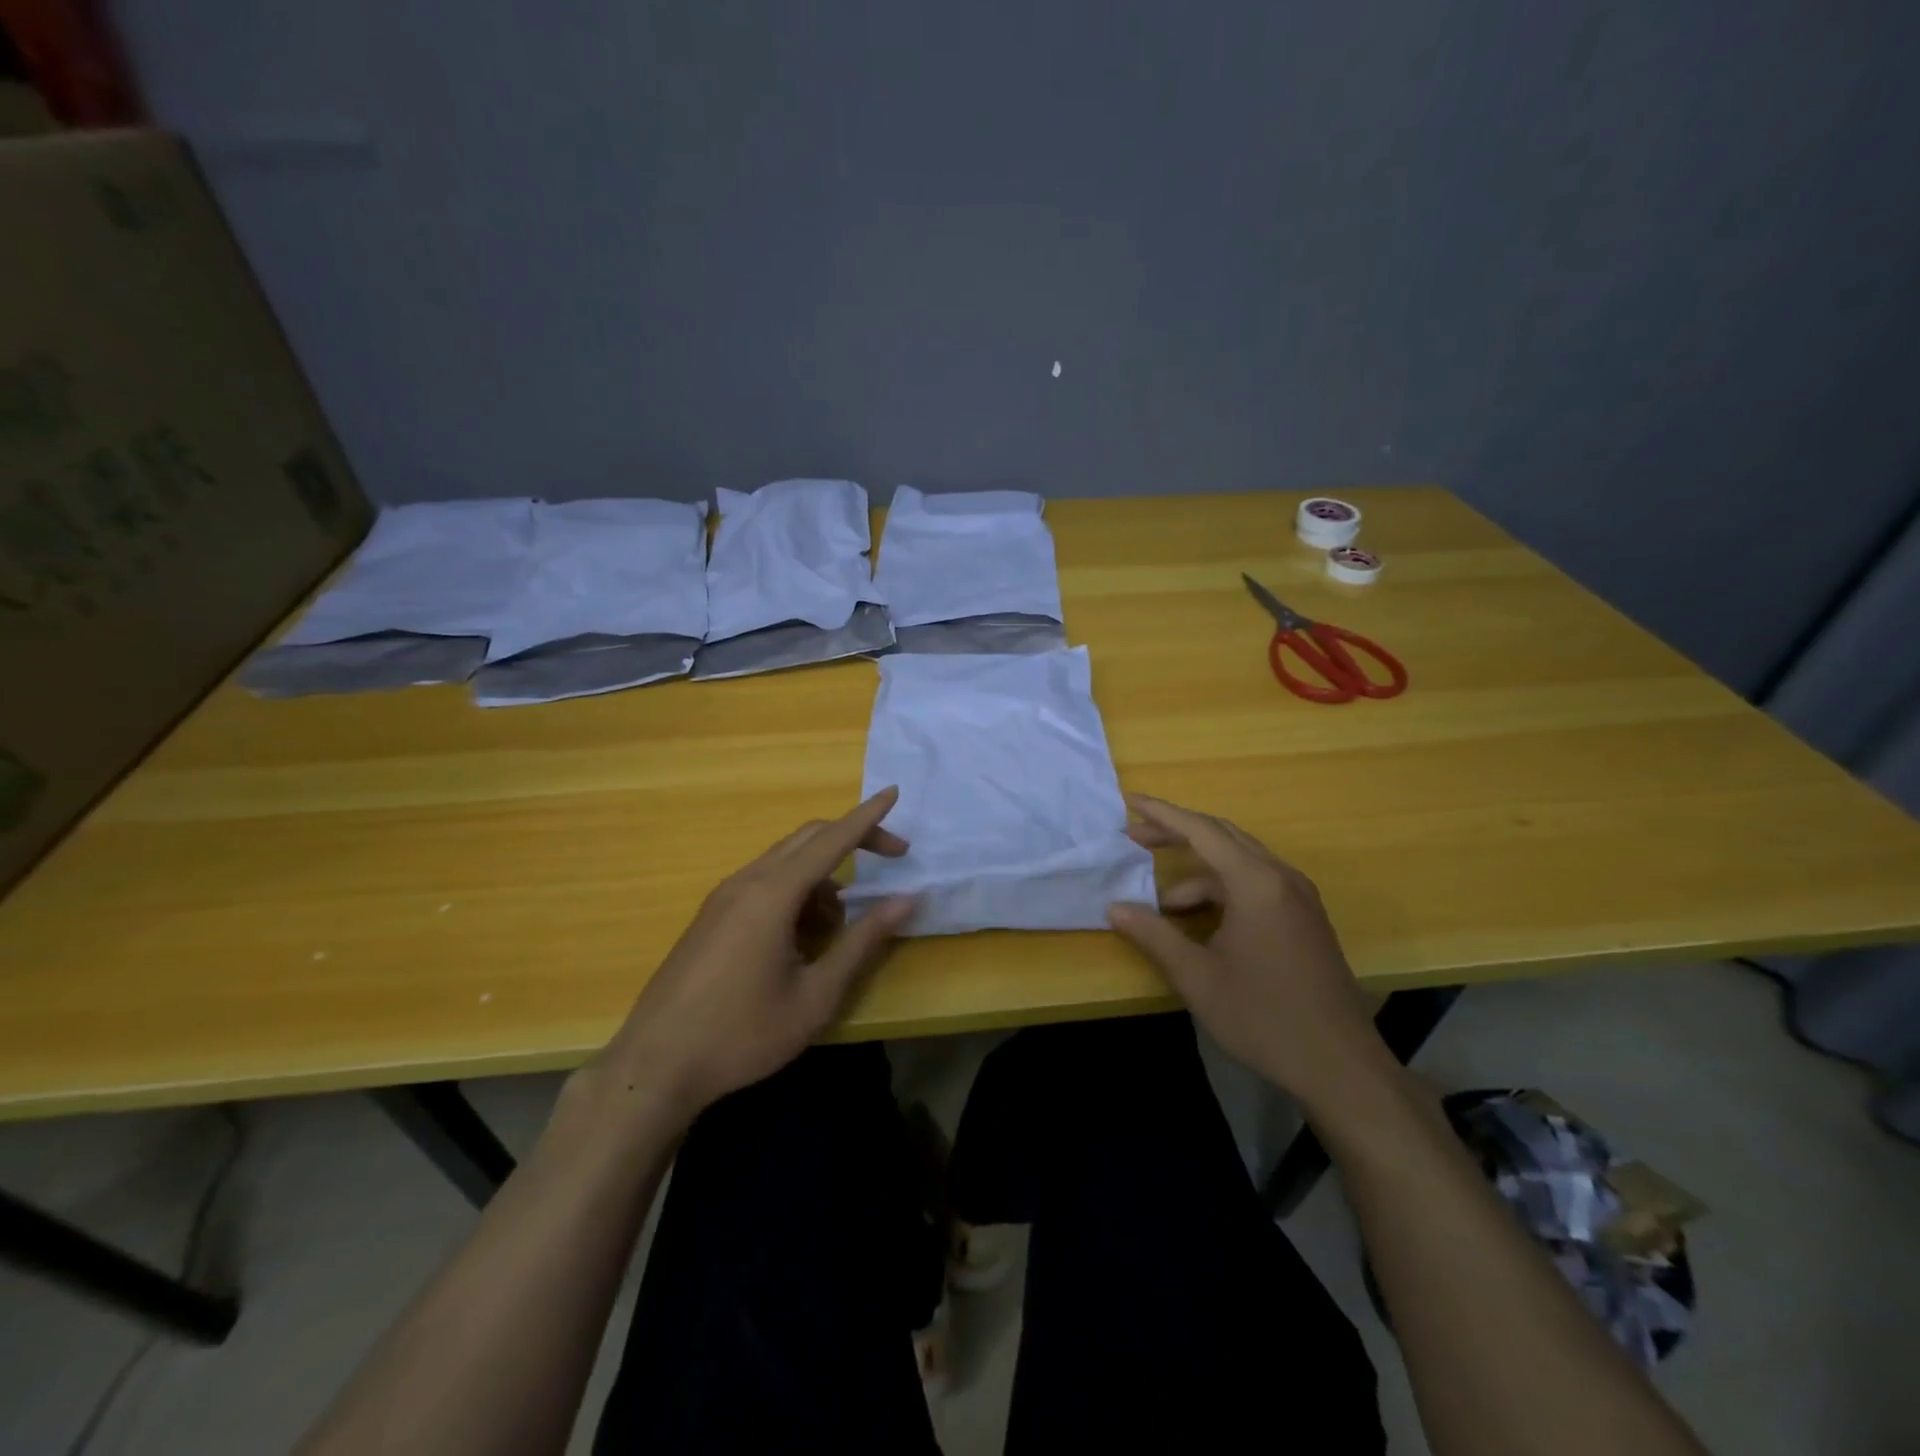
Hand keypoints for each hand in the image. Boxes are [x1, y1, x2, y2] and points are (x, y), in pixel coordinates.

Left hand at [597, 788, 915, 1120]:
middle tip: (893, 859)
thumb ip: (863, 942)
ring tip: (838, 928)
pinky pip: (765, 883)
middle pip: (809, 838)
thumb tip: (906, 899)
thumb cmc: (743, 1034)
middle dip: (853, 840)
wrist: (655, 1065)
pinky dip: (796, 892)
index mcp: (773, 894)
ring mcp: (724, 897)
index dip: (867, 817)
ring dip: (824, 877)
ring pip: (786, 862)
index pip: (832, 839)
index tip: (894, 793)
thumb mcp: (816, 995)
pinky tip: (801, 938)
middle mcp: (747, 881)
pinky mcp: (712, 915)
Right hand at [1106, 796, 1386, 1104]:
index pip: (1201, 830)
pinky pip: (1256, 884)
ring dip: (1199, 873)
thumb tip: (1114, 908)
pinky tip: (1203, 921)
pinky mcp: (1305, 918)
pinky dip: (1222, 890)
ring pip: (1239, 863)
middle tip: (1135, 840)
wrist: (1341, 1066)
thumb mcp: (1197, 977)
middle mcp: (1281, 878)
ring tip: (1165, 907)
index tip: (1129, 802)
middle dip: (1177, 834)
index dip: (1162, 814)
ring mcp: (1299, 897)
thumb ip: (1153, 935)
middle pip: (1222, 836)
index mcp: (1255, 883)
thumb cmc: (1263, 1017)